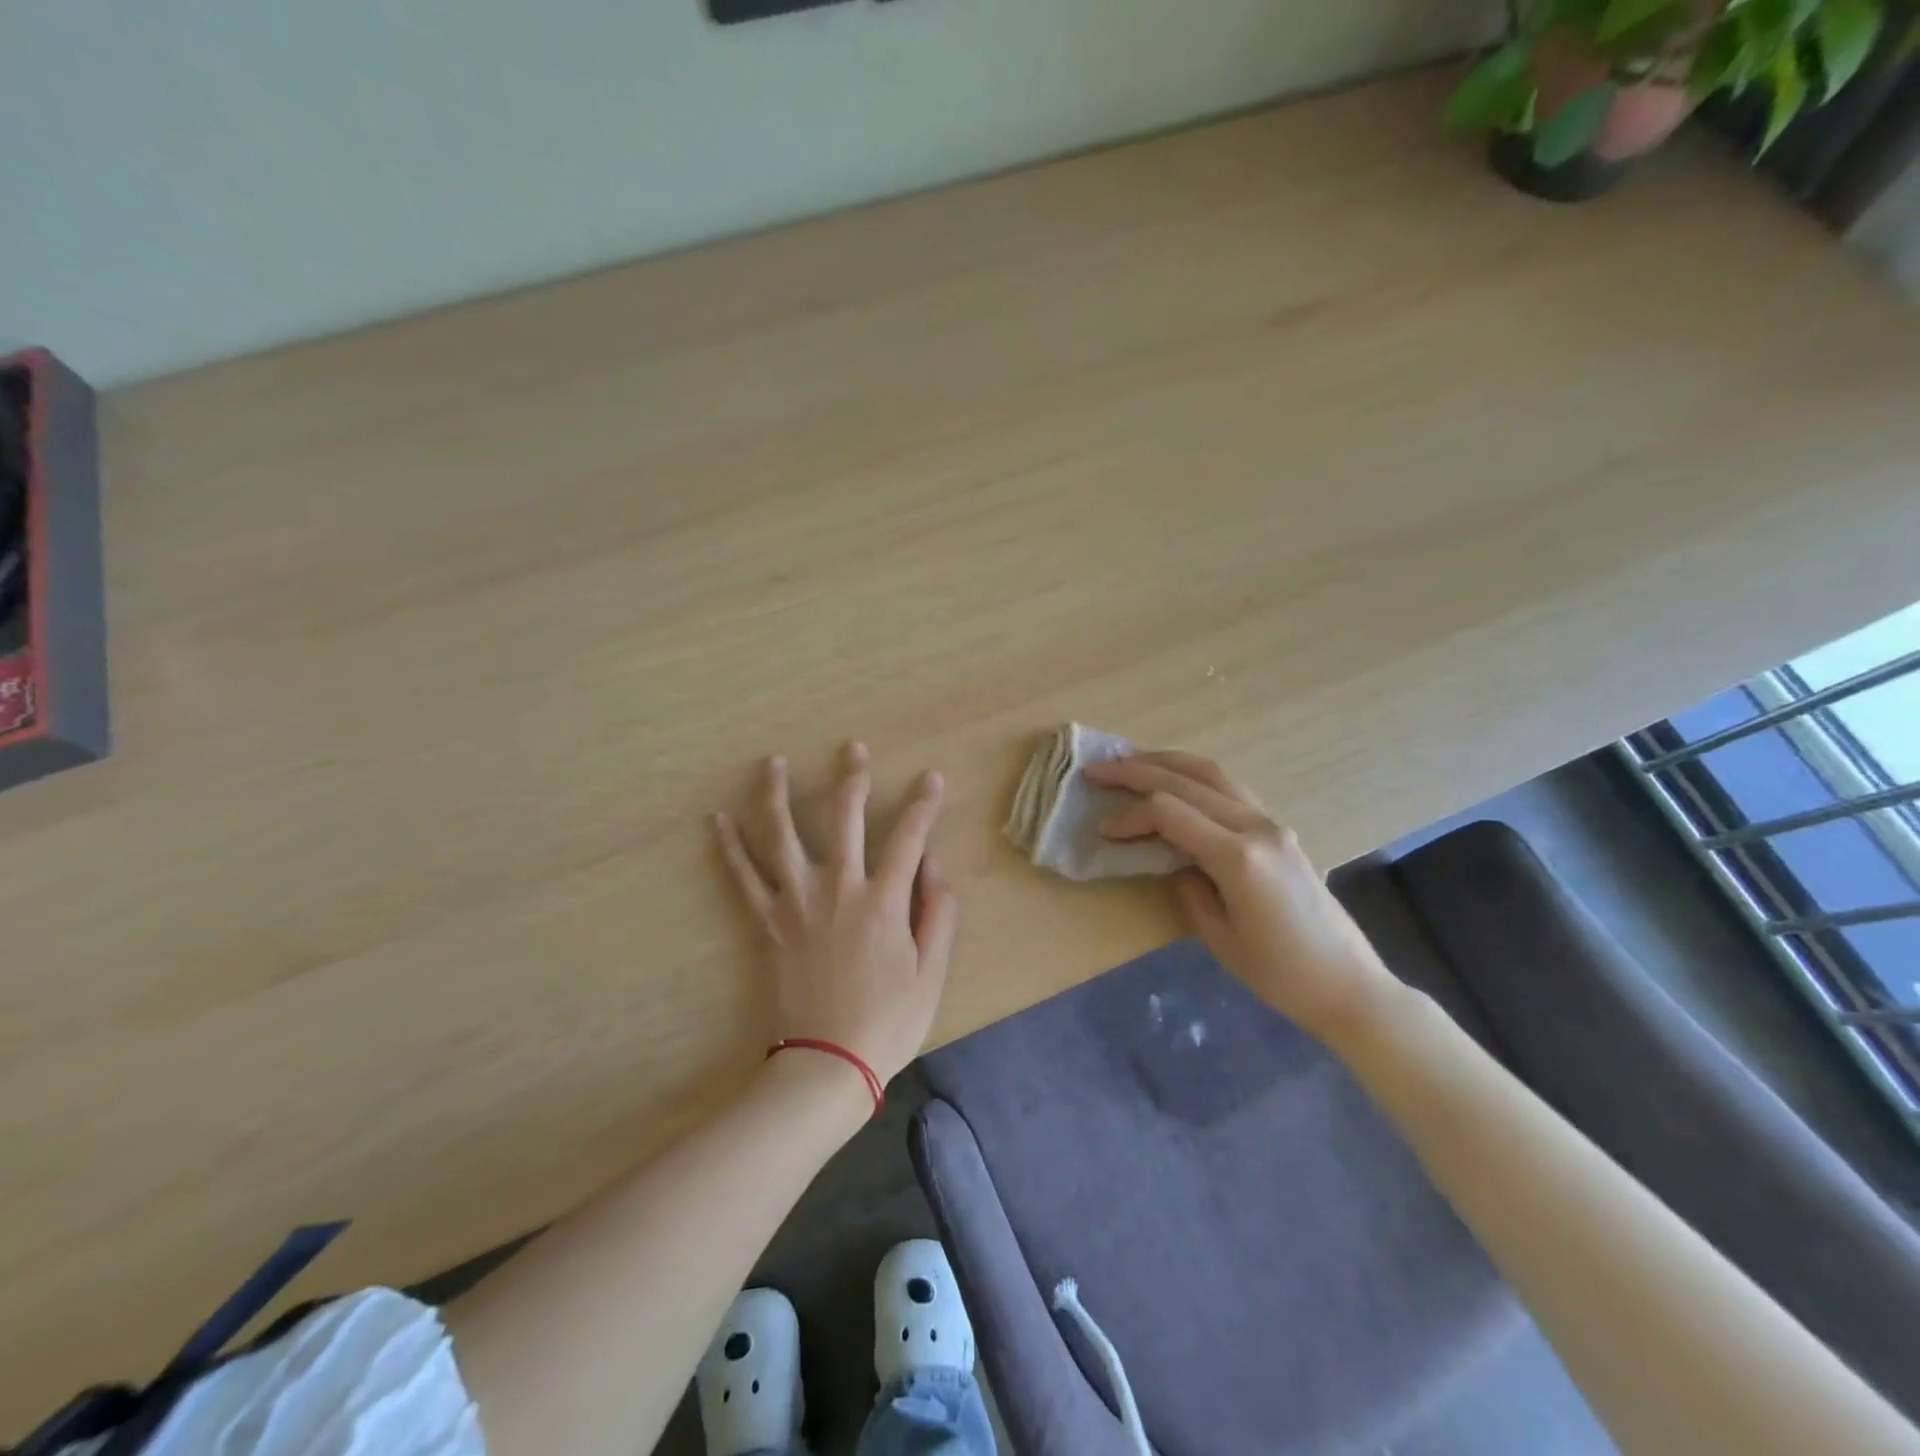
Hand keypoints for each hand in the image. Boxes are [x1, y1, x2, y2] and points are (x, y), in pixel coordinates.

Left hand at [715, 743, 957, 1087]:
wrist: (826, 1064)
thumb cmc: (888, 1021)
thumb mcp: (932, 973)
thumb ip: (939, 915)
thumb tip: (934, 866)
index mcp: (883, 901)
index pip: (909, 837)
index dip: (924, 804)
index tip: (931, 777)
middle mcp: (839, 889)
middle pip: (844, 819)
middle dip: (853, 779)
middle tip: (854, 749)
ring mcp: (798, 903)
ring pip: (783, 836)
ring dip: (778, 795)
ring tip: (772, 762)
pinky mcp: (769, 922)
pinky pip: (744, 878)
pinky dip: (731, 847)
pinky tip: (718, 819)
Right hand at [1083, 750, 1400, 1044]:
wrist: (1348, 984)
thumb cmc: (1279, 974)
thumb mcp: (1218, 936)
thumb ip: (1186, 886)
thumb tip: (1170, 857)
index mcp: (1239, 857)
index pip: (1170, 813)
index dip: (1130, 816)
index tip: (1102, 830)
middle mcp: (1257, 827)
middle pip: (1188, 780)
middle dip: (1137, 770)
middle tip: (1098, 769)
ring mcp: (1272, 824)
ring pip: (1212, 773)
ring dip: (1167, 762)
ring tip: (1130, 761)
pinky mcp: (1278, 829)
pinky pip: (1229, 789)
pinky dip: (1193, 777)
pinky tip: (1174, 782)